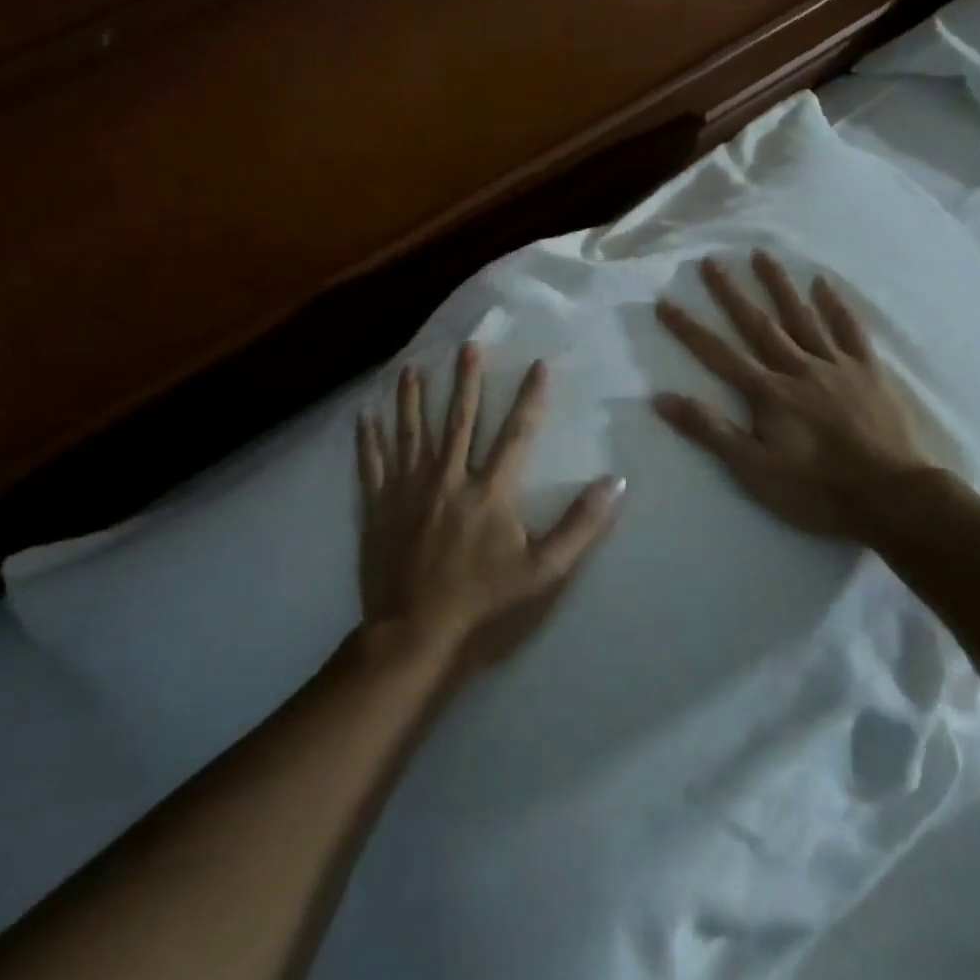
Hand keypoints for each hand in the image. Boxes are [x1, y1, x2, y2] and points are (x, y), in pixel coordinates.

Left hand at [357, 344, 624, 672]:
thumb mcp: (545, 570)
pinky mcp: (378, 507)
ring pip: (412, 432)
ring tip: (411, 368)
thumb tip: (616, 482)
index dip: (531, 397)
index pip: (516, 433)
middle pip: (460, 419)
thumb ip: (581, 525)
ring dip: (413, 398)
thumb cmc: (485, 603)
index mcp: (490, 491)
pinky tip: (363, 414)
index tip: (539, 364)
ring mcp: (408, 490)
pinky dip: (368, 438)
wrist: (416, 634)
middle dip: (467, 381)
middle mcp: (448, 478)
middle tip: (468, 345)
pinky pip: (371, 464)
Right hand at [654, 252, 936, 543]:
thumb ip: (710, 431)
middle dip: (731, 292)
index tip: (665, 302)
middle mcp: (797, 368)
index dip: (689, 329)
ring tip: (761, 254)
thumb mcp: (754, 469)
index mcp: (768, 393)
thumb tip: (662, 398)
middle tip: (711, 261)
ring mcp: (835, 366)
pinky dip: (836, 306)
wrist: (891, 496)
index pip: (719, 354)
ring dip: (779, 285)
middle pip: (758, 324)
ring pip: (802, 317)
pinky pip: (850, 331)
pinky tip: (824, 283)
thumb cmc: (816, 489)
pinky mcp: (868, 372)